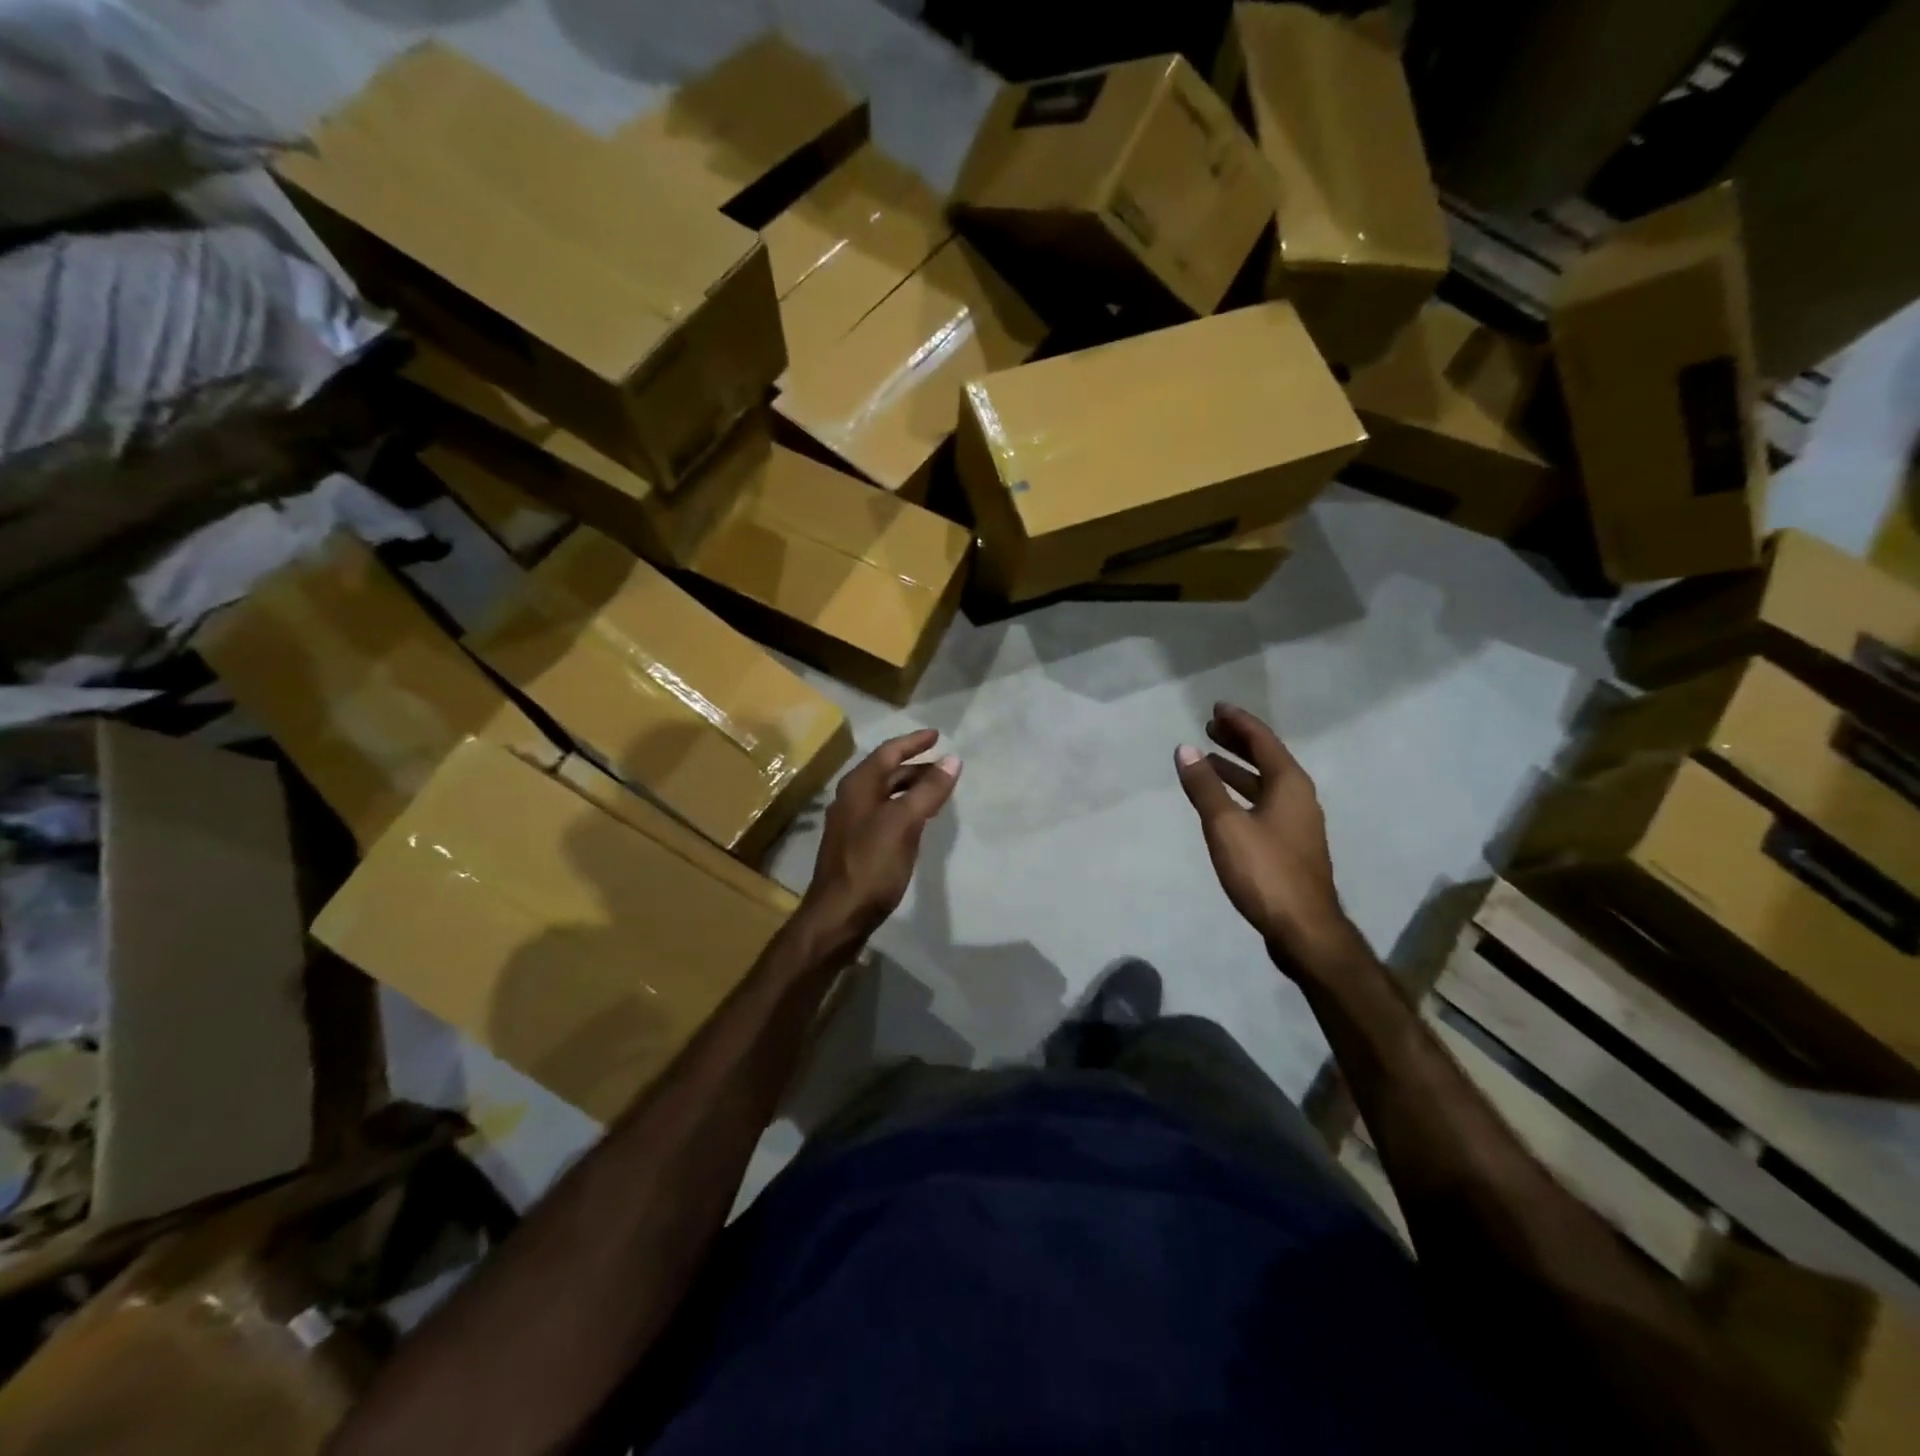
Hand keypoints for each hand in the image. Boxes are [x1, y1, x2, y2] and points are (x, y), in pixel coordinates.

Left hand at [800, 729, 960, 947]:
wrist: (839, 914)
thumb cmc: (872, 864)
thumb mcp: (904, 823)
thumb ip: (928, 790)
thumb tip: (952, 760)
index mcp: (858, 786)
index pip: (888, 752)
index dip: (913, 742)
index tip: (937, 735)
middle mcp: (851, 799)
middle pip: (886, 772)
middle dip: (915, 766)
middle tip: (945, 765)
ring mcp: (852, 823)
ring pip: (886, 795)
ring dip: (911, 788)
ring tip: (938, 789)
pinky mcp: (856, 846)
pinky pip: (885, 815)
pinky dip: (904, 809)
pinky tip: (919, 821)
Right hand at [1174, 704, 1357, 972]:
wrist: (1303, 929)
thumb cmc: (1264, 871)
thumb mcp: (1226, 825)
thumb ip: (1204, 787)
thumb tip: (1185, 749)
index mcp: (1289, 785)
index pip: (1262, 741)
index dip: (1239, 722)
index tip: (1217, 707)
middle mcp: (1299, 797)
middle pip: (1267, 759)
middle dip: (1238, 742)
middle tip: (1210, 728)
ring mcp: (1297, 823)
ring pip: (1265, 784)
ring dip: (1237, 770)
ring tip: (1208, 762)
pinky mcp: (1290, 845)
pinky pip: (1264, 804)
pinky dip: (1242, 793)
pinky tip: (1223, 803)